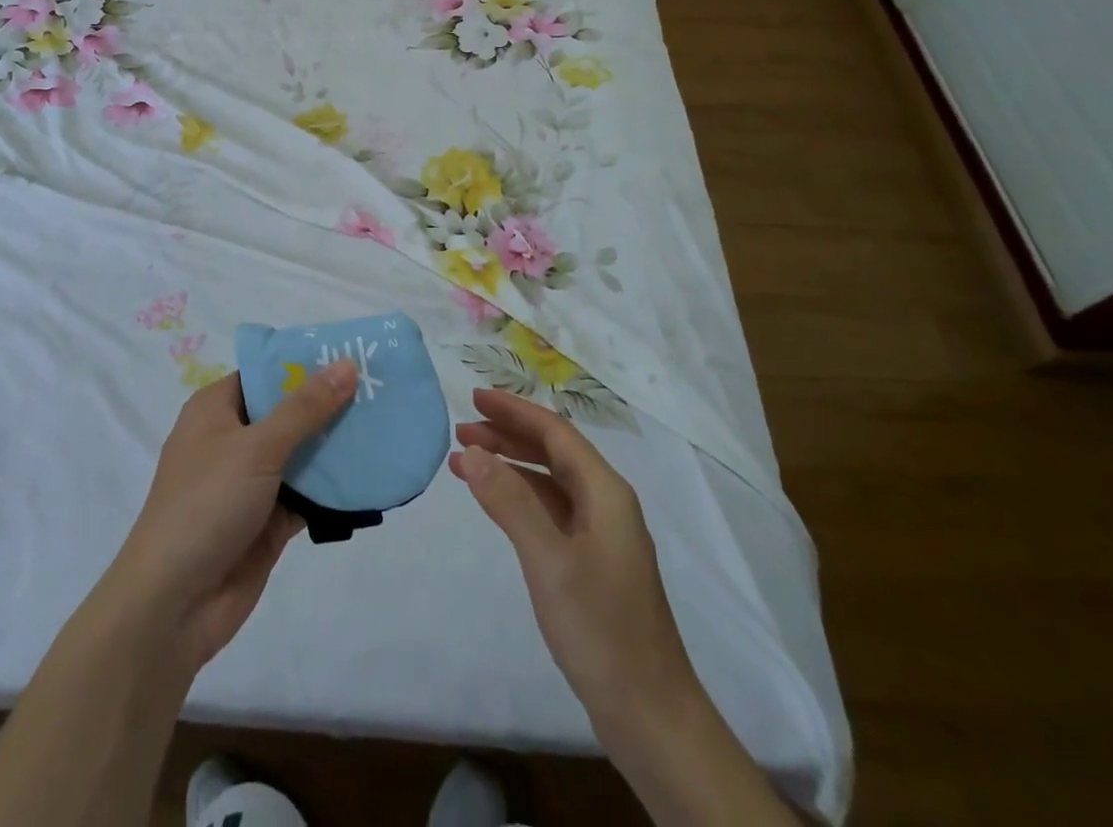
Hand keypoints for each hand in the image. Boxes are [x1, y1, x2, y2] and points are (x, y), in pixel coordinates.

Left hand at [109, 360, 357, 671]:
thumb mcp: (257, 447)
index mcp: (216, 409)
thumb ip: (305, 408)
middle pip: (288, 412)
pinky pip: (308, 494)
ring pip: (301, 453)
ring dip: (337, 445)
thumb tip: (347, 364)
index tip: (353, 354)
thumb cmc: (207, 504)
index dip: (306, 363)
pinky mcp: (268, 520)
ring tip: (387, 425)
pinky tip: (373, 474)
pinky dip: (334, 488)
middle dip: (330, 404)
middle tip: (382, 388)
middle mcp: (232, 439)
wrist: (173, 605)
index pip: (266, 373)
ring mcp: (251, 482)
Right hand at [451, 388, 698, 729]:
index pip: (554, 432)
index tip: (474, 396)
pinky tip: (494, 503)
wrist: (651, 716)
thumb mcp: (549, 561)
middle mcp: (606, 504)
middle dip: (507, 435)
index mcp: (606, 492)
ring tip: (464, 463)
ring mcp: (600, 536)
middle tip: (461, 430)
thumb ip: (510, 501)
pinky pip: (550, 511)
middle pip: (552, 452)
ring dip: (509, 466)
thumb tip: (472, 451)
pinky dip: (518, 498)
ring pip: (549, 482)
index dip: (514, 411)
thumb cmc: (601, 629)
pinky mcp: (591, 563)